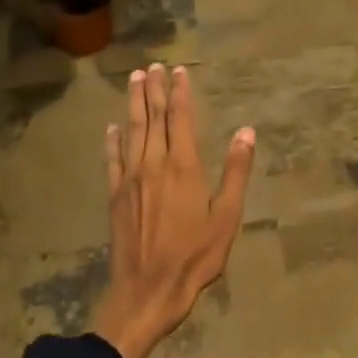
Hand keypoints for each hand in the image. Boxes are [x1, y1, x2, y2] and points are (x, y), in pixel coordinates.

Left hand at [92, 63, 255, 357]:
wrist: (147, 291)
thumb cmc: (194, 256)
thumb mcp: (226, 217)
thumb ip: (236, 172)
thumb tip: (246, 132)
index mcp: (183, 166)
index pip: (181, 119)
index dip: (180, 92)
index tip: (179, 70)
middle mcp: (154, 164)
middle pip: (153, 118)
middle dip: (153, 90)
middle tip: (152, 66)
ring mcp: (130, 179)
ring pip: (132, 132)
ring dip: (133, 104)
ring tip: (134, 80)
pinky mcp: (115, 196)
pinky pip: (112, 160)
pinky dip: (112, 141)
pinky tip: (111, 128)